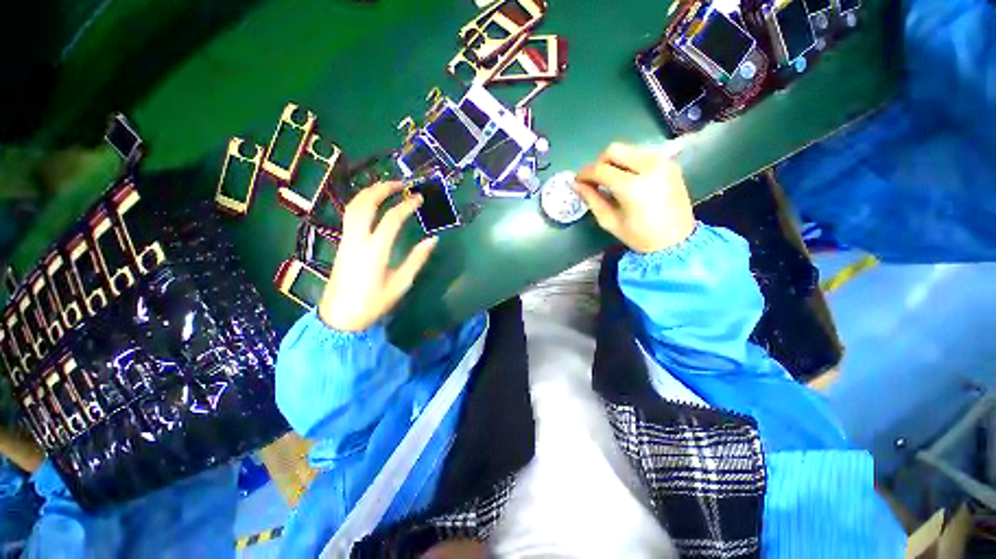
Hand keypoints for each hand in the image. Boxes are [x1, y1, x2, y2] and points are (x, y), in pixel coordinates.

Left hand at [318, 181, 437, 331]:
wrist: (339, 317)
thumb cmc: (373, 303)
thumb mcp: (400, 284)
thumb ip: (417, 259)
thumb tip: (433, 240)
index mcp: (375, 250)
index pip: (392, 218)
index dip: (407, 205)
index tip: (419, 198)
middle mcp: (357, 239)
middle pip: (365, 203)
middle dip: (382, 188)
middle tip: (400, 184)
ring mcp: (346, 239)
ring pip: (353, 206)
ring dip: (369, 192)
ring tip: (386, 188)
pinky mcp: (342, 243)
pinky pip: (350, 215)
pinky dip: (362, 202)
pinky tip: (372, 204)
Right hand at [574, 143, 694, 253]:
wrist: (676, 241)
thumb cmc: (639, 236)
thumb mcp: (609, 221)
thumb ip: (592, 199)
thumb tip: (576, 184)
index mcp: (632, 186)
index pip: (600, 169)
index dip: (585, 174)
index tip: (577, 181)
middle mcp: (649, 167)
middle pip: (614, 150)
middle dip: (600, 163)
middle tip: (596, 180)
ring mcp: (663, 162)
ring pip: (628, 150)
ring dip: (615, 162)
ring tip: (612, 181)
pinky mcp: (670, 163)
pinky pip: (642, 154)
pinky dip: (629, 163)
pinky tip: (628, 180)